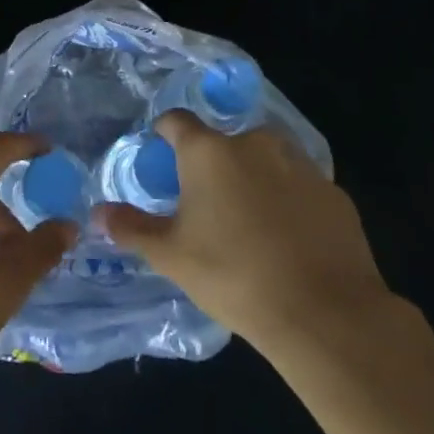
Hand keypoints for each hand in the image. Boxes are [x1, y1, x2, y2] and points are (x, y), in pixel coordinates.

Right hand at [94, 110, 397, 357]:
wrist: (325, 314)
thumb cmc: (234, 275)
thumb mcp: (172, 256)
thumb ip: (132, 229)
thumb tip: (98, 214)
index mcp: (208, 151)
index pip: (177, 120)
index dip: (165, 132)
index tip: (160, 152)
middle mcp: (254, 143)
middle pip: (224, 141)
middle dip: (214, 163)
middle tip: (208, 203)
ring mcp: (300, 165)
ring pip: (266, 160)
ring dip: (254, 178)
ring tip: (250, 221)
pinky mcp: (335, 193)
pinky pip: (301, 187)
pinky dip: (290, 202)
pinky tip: (289, 239)